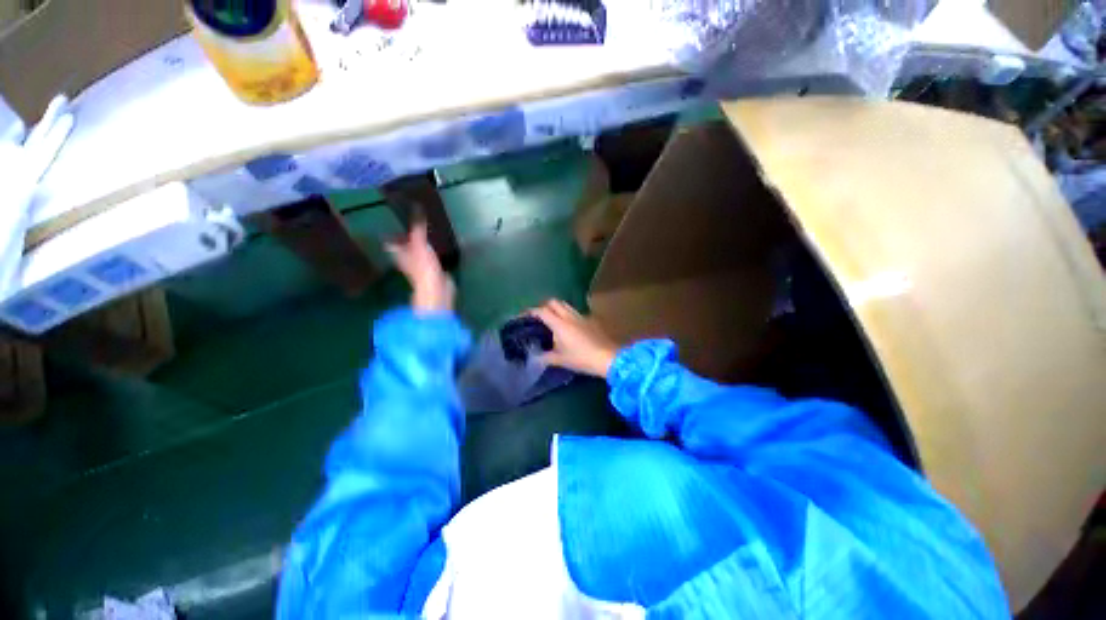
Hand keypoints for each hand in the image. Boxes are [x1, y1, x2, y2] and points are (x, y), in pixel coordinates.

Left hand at [386, 221, 454, 312]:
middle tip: (412, 225)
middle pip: (404, 247)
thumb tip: (416, 207)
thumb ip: (418, 228)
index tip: (394, 222)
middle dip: (407, 238)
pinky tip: (437, 248)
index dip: (392, 233)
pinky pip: (430, 259)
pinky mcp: (433, 272)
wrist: (437, 289)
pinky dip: (432, 254)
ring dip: (421, 246)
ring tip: (427, 234)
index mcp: (399, 254)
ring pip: (418, 253)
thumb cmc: (423, 267)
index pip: (391, 241)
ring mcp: (420, 267)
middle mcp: (407, 260)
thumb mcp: (419, 244)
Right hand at [528, 299, 618, 377]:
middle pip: (554, 302)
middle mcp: (569, 316)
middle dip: (544, 306)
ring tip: (554, 320)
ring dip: (557, 309)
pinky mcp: (591, 320)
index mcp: (559, 324)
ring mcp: (581, 316)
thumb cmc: (581, 358)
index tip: (525, 315)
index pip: (542, 311)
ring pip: (566, 305)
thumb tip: (535, 357)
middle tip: (540, 316)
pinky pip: (576, 313)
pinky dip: (569, 315)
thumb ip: (546, 357)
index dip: (532, 311)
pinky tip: (570, 327)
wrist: (608, 357)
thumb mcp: (561, 360)